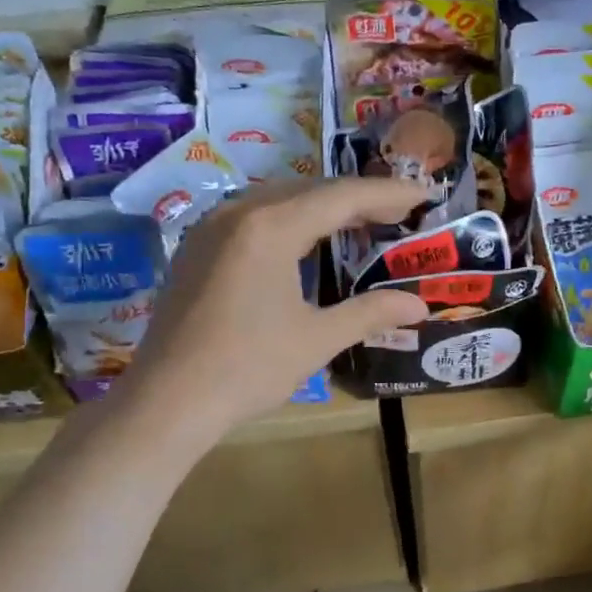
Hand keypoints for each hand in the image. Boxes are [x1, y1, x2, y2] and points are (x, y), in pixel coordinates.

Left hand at [114, 179, 429, 447]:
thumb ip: (370, 313)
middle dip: (358, 199)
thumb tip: (419, 306)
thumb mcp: (316, 339)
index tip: (423, 195)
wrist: (167, 401)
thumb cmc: (248, 368)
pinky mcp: (196, 248)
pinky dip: (290, 221)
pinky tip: (305, 244)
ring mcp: (211, 227)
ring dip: (323, 208)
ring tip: (360, 225)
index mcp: (271, 227)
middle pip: (311, 190)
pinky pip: (254, 217)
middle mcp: (239, 213)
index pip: (342, 197)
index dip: (388, 193)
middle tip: (399, 214)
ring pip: (280, 200)